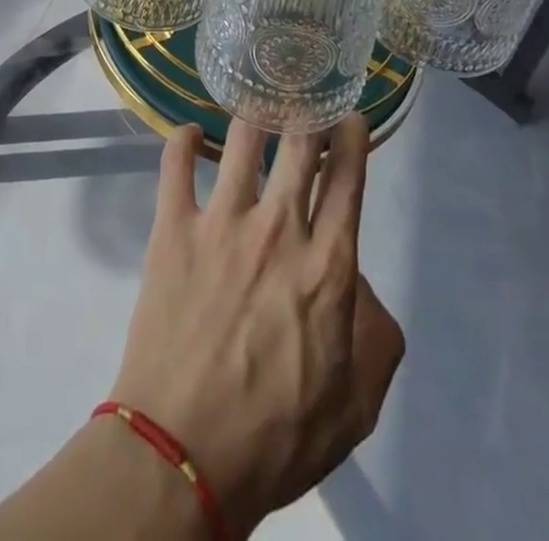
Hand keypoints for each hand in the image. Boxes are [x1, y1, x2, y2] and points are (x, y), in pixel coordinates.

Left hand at [106, 119, 404, 535]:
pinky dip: (183, 140)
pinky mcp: (173, 227)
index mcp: (327, 266)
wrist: (185, 452)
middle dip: (308, 112)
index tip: (350, 117)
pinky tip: (191, 133)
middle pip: (299, 144)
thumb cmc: (278, 436)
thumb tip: (357, 278)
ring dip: (253, 116)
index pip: (348, 180)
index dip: (352, 139)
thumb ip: (375, 331)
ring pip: (242, 139)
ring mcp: (221, 221)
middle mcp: (278, 228)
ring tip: (255, 104)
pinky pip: (175, 164)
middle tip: (306, 96)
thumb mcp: (358, 403)